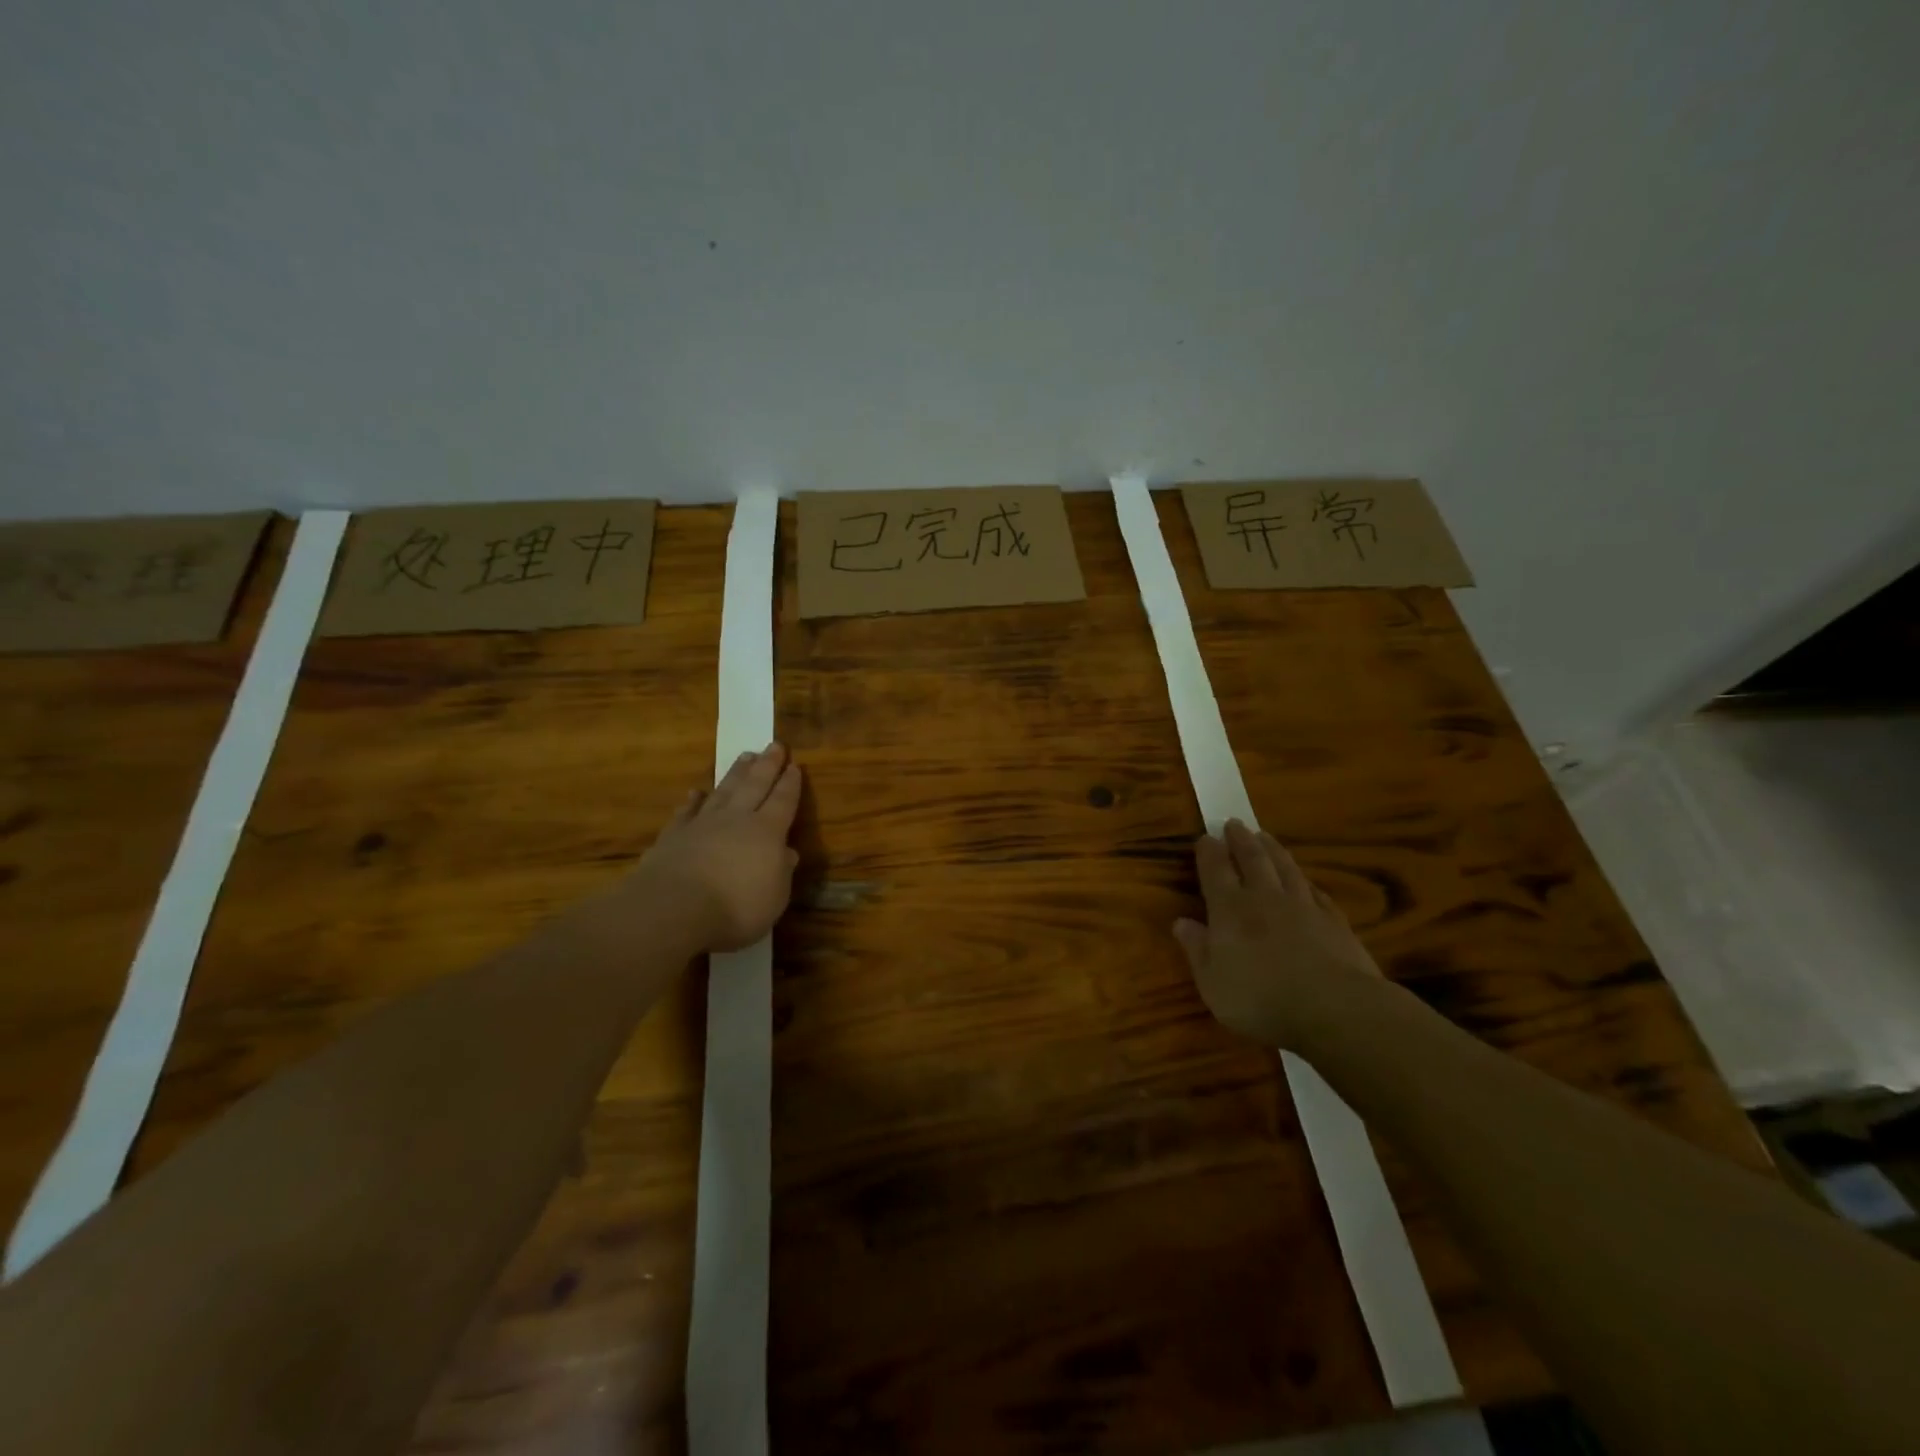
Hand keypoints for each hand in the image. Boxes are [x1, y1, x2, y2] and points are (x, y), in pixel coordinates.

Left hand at [635, 742, 802, 951]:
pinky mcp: (673, 836)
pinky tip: (695, 792)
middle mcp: (736, 820)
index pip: (783, 801)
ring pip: (723, 791)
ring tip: (745, 756)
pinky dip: (692, 801)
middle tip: (774, 745)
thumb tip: (787, 853)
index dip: (791, 784)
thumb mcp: (774, 898)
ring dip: (735, 774)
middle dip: (767, 765)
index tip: (795, 766)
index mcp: (767, 832)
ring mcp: (702, 825)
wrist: (673, 909)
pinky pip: (686, 812)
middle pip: (755, 785)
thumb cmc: (735, 909)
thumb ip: (781, 872)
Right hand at [1173, 820, 1382, 1047]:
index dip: (1209, 852)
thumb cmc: (1261, 999)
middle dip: (1241, 839)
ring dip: (1273, 850)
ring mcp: (1304, 907)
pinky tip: (1306, 881)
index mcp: (1230, 909)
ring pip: (1286, 868)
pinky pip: (1317, 892)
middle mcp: (1265, 898)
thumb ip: (1197, 949)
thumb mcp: (1213, 983)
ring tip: (1265, 836)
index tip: (1205, 836)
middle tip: (1234, 823)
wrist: (1335, 1009)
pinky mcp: (1335, 922)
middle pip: (1252, 859)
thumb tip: (1181, 922)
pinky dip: (1306, 882)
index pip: (1215, 870)